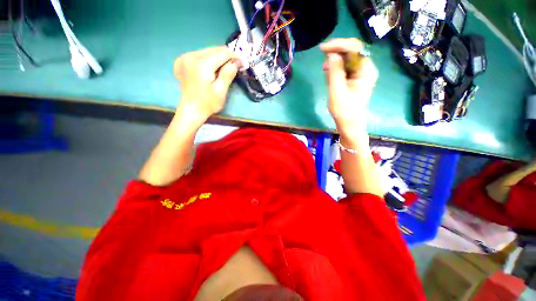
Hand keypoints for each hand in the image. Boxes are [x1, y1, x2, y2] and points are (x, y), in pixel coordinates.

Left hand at [174, 46, 238, 124]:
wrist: (191, 111)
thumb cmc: (208, 104)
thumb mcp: (221, 90)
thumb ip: (228, 73)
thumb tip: (237, 60)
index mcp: (201, 65)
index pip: (222, 53)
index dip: (234, 55)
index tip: (243, 60)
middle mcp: (190, 57)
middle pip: (213, 50)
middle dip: (226, 55)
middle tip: (236, 62)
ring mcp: (183, 58)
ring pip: (206, 51)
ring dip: (217, 57)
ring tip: (225, 65)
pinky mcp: (181, 62)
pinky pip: (198, 55)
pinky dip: (207, 59)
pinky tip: (211, 67)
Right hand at [320, 38, 377, 136]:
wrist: (349, 124)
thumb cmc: (344, 111)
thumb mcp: (337, 92)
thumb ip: (334, 72)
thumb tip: (331, 55)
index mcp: (366, 70)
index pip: (354, 48)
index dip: (338, 45)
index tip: (322, 49)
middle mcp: (365, 69)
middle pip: (351, 52)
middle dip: (336, 55)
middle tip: (323, 63)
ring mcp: (360, 74)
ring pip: (346, 60)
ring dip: (334, 64)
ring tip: (326, 74)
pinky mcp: (354, 79)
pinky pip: (344, 69)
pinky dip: (335, 71)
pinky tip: (329, 78)